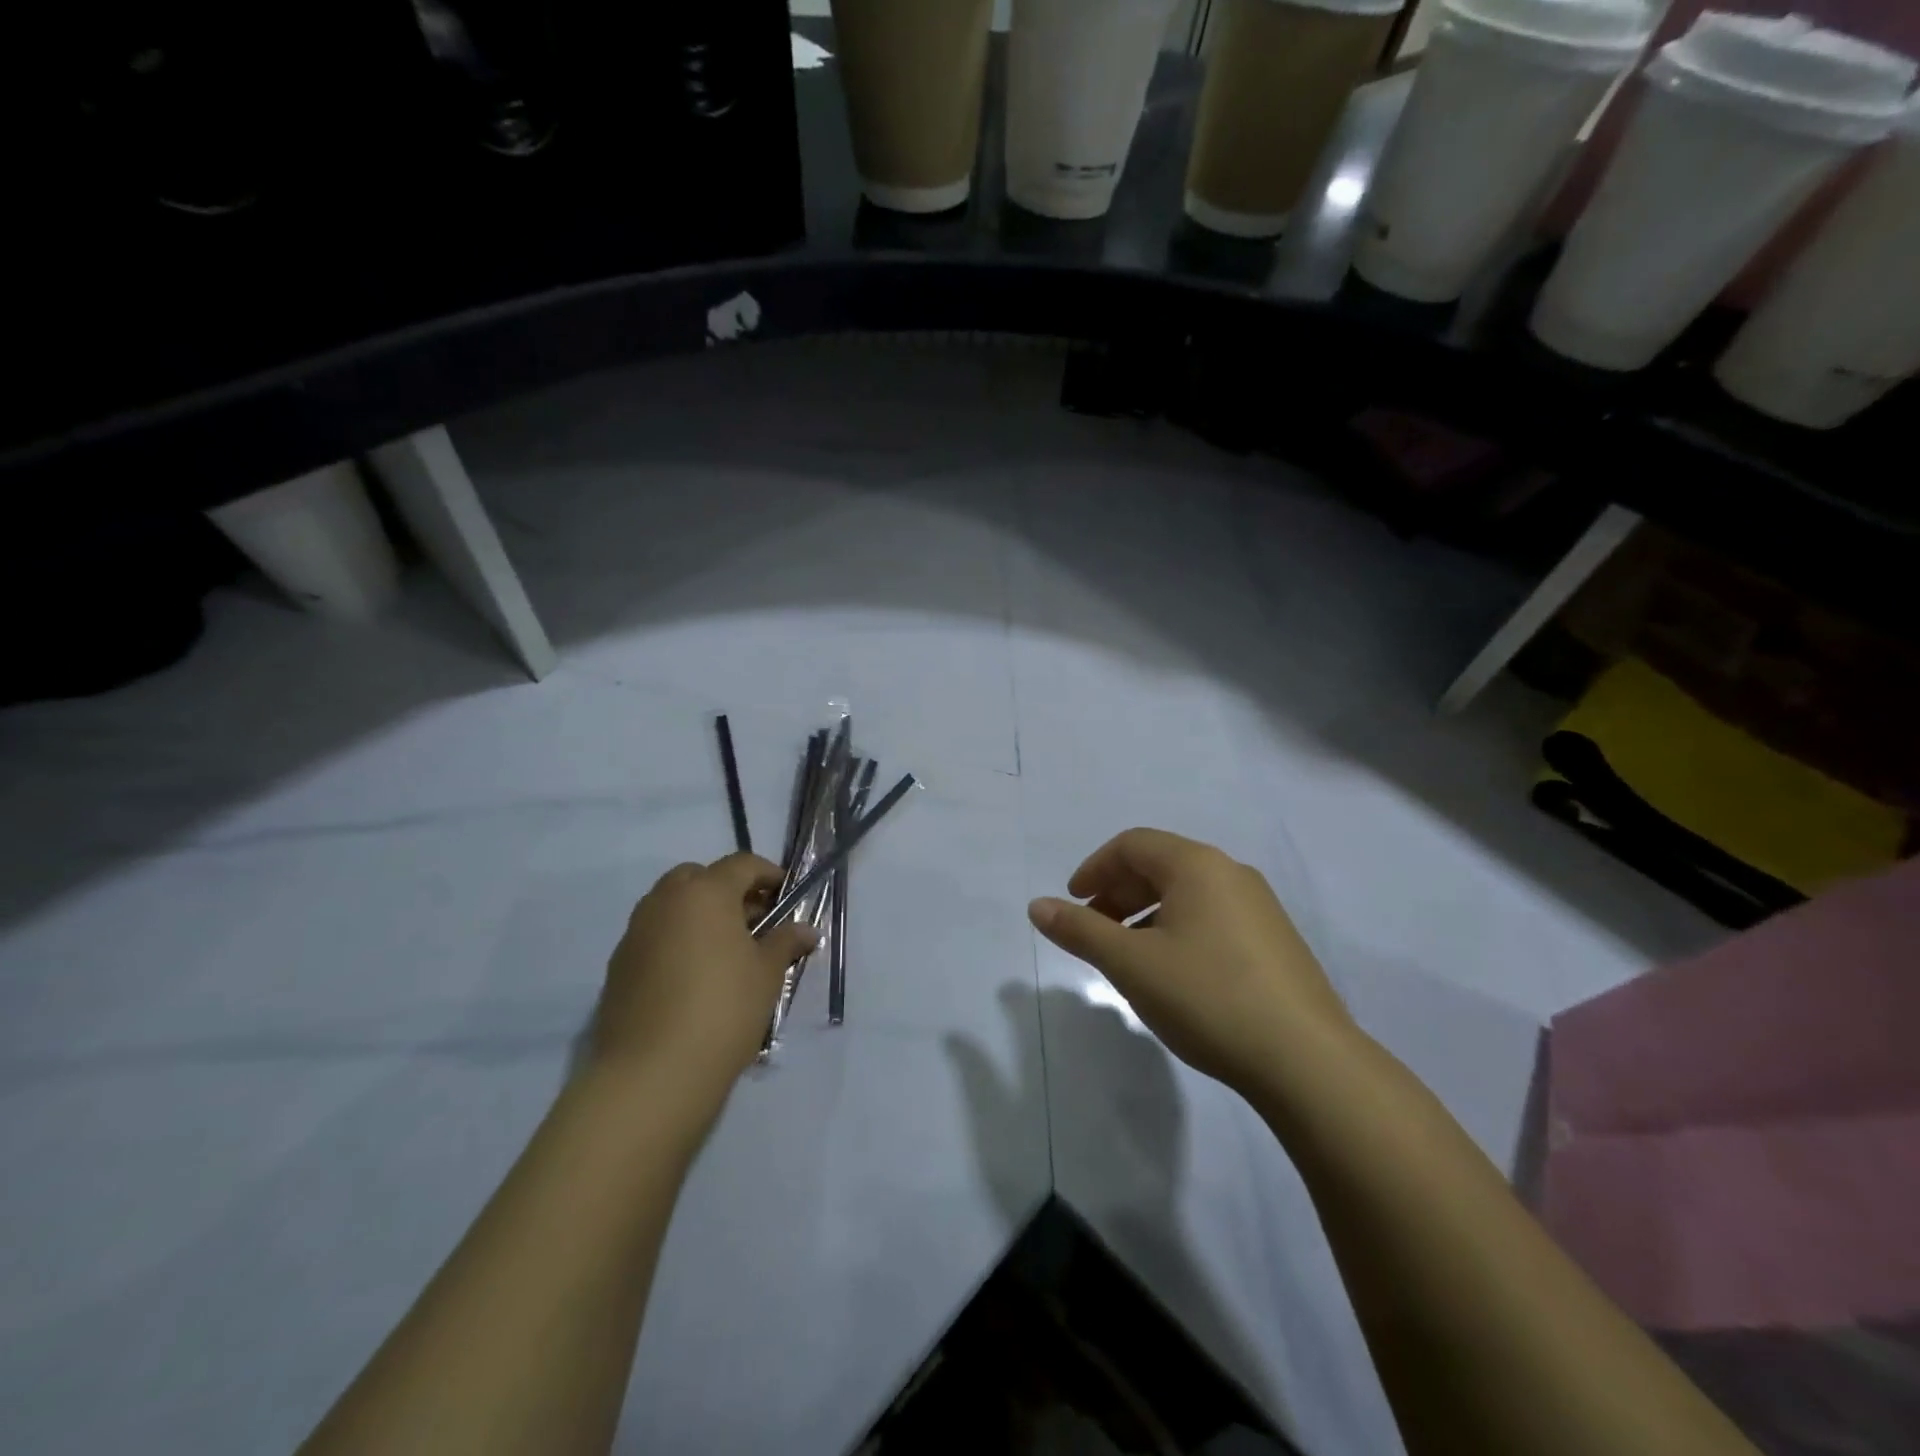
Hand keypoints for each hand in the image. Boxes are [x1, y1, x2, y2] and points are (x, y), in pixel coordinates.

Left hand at [592, 853, 818, 1104]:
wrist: (652, 1073)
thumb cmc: (723, 1009)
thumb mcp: (767, 974)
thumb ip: (786, 942)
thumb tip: (806, 930)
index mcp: (705, 892)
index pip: (741, 865)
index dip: (768, 875)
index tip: (786, 897)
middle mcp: (665, 901)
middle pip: (699, 877)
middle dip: (727, 890)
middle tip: (753, 921)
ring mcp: (636, 932)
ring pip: (672, 905)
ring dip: (699, 915)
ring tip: (725, 951)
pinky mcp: (618, 965)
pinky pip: (654, 935)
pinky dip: (676, 940)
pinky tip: (694, 977)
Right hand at [1028, 829, 1355, 1095]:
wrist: (1307, 1061)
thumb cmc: (1208, 998)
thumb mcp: (1131, 964)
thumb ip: (1081, 931)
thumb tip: (1037, 906)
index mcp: (1197, 865)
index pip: (1132, 844)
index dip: (1094, 868)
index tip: (1072, 902)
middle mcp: (1232, 873)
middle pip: (1160, 865)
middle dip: (1118, 892)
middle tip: (1094, 930)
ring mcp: (1261, 907)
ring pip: (1187, 893)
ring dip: (1147, 913)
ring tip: (1128, 956)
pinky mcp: (1276, 941)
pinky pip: (1213, 916)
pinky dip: (1178, 929)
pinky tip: (1174, 973)